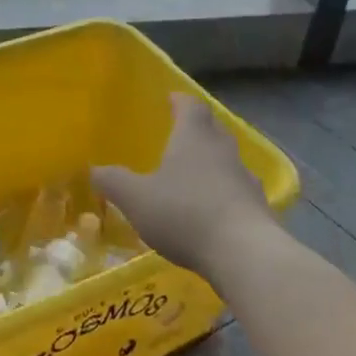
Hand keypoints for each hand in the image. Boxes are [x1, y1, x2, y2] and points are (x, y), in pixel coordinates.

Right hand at [92, 94, 278, 273]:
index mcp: (195, 137)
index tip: (170, 100)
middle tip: (177, 138)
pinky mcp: (260, 209)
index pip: (191, 105)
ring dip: (212, 165)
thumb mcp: (135, 198)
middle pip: (212, 129)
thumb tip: (94, 169)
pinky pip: (238, 192)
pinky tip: (211, 213)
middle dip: (196, 131)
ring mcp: (246, 180)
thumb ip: (113, 181)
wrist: (245, 255)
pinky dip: (224, 195)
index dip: (179, 101)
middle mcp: (224, 150)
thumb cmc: (185, 213)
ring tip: (192, 179)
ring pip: (228, 162)